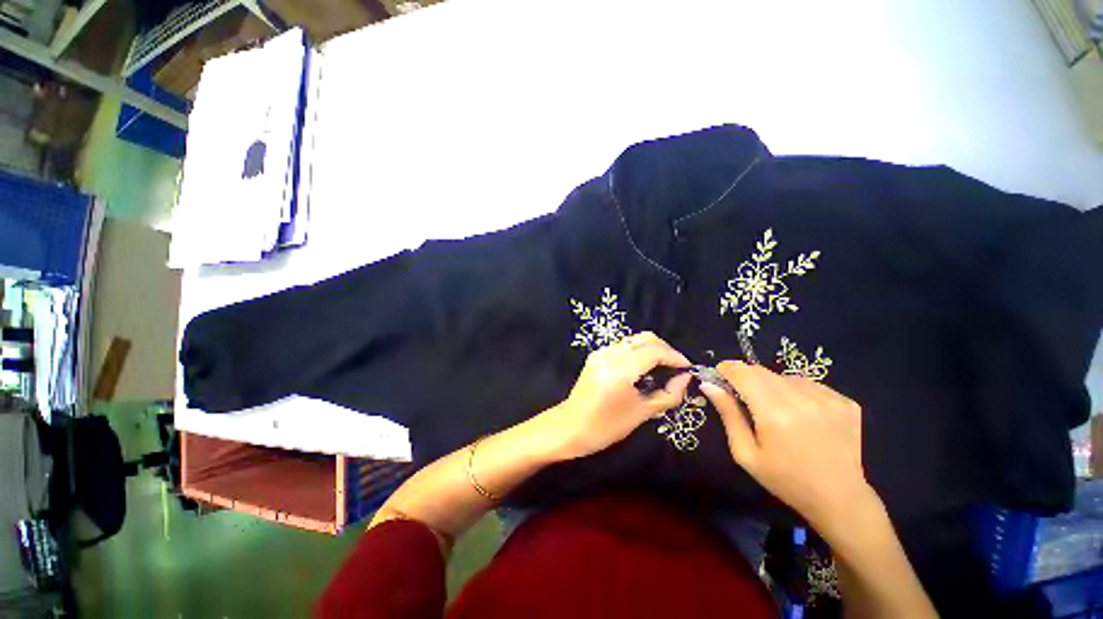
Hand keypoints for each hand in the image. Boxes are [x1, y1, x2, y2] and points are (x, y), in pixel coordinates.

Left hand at [549, 332, 691, 459]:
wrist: (570, 427)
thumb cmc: (606, 426)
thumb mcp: (642, 413)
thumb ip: (668, 394)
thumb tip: (685, 378)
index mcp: (620, 368)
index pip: (654, 350)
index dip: (675, 356)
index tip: (688, 368)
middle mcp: (609, 353)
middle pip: (645, 338)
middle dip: (665, 349)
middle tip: (676, 368)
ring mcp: (601, 352)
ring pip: (633, 340)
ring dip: (651, 349)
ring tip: (663, 369)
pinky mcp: (596, 356)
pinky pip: (623, 347)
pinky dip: (638, 352)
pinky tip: (644, 369)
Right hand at [699, 362, 875, 535]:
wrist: (840, 499)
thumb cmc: (784, 479)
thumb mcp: (745, 452)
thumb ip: (728, 414)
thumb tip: (709, 385)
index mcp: (774, 413)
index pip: (743, 373)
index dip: (727, 369)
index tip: (719, 375)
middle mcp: (802, 400)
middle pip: (762, 371)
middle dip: (746, 377)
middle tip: (743, 396)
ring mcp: (828, 399)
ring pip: (784, 377)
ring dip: (771, 386)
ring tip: (775, 410)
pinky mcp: (845, 402)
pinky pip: (808, 385)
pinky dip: (795, 392)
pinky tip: (800, 414)